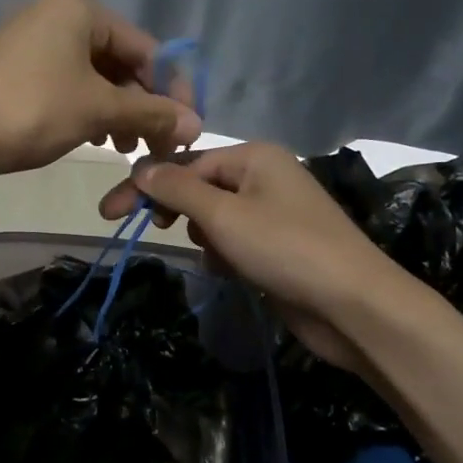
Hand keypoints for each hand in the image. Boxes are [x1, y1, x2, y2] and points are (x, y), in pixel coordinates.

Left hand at [0, 0, 200, 177]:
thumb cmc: (32, 111)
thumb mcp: (99, 110)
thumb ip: (151, 114)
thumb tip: (196, 125)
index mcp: (79, 9)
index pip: (145, 47)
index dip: (171, 90)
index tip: (185, 127)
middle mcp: (56, 14)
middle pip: (119, 61)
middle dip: (140, 104)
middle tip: (152, 144)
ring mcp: (32, 40)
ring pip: (93, 76)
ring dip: (116, 112)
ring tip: (123, 148)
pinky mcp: (16, 68)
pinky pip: (66, 84)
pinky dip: (86, 109)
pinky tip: (94, 138)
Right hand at [100, 143, 414, 372]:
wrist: (354, 306)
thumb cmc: (285, 249)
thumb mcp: (223, 215)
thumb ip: (177, 189)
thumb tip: (140, 167)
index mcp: (254, 157)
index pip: (184, 164)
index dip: (146, 187)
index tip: (109, 213)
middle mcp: (265, 176)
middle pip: (200, 187)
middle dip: (177, 210)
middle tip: (153, 231)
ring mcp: (275, 212)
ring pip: (216, 217)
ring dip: (206, 237)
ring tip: (218, 258)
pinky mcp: (279, 246)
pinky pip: (236, 240)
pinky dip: (226, 254)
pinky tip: (233, 272)